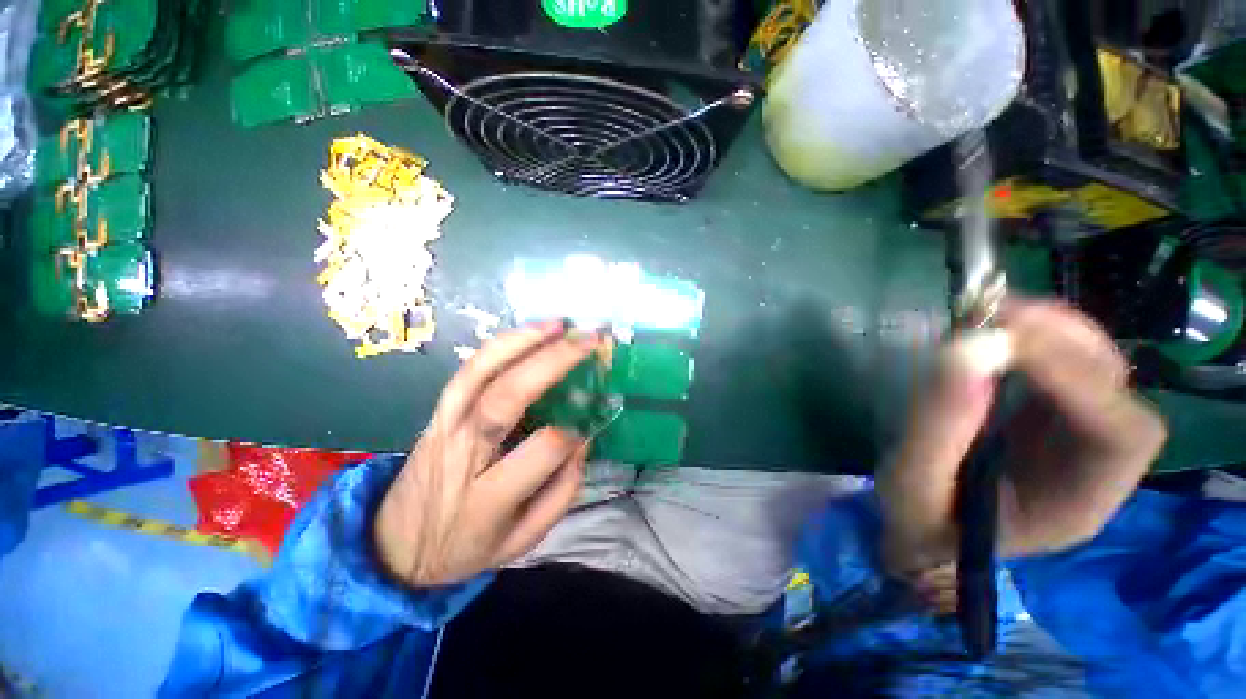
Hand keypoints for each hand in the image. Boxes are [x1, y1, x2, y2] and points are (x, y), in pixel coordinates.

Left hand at [374, 321, 599, 586]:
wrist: (391, 546)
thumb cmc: (465, 548)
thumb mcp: (520, 541)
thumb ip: (560, 494)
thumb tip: (581, 442)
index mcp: (487, 498)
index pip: (541, 451)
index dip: (572, 434)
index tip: (587, 426)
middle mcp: (462, 454)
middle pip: (506, 398)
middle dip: (553, 362)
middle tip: (588, 340)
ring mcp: (444, 425)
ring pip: (480, 372)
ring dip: (522, 341)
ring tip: (558, 324)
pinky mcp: (438, 411)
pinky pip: (468, 370)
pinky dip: (499, 345)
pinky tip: (527, 333)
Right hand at [878, 299, 1167, 577]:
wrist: (927, 532)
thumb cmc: (922, 521)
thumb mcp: (913, 485)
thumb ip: (937, 428)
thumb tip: (965, 349)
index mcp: (1077, 502)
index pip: (1119, 432)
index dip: (1077, 378)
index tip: (1001, 342)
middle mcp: (1094, 462)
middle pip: (1118, 388)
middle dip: (1063, 342)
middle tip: (993, 315)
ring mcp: (1073, 433)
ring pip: (1095, 367)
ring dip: (1048, 331)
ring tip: (986, 314)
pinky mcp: (1047, 413)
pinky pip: (1059, 364)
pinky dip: (1031, 337)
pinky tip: (990, 330)